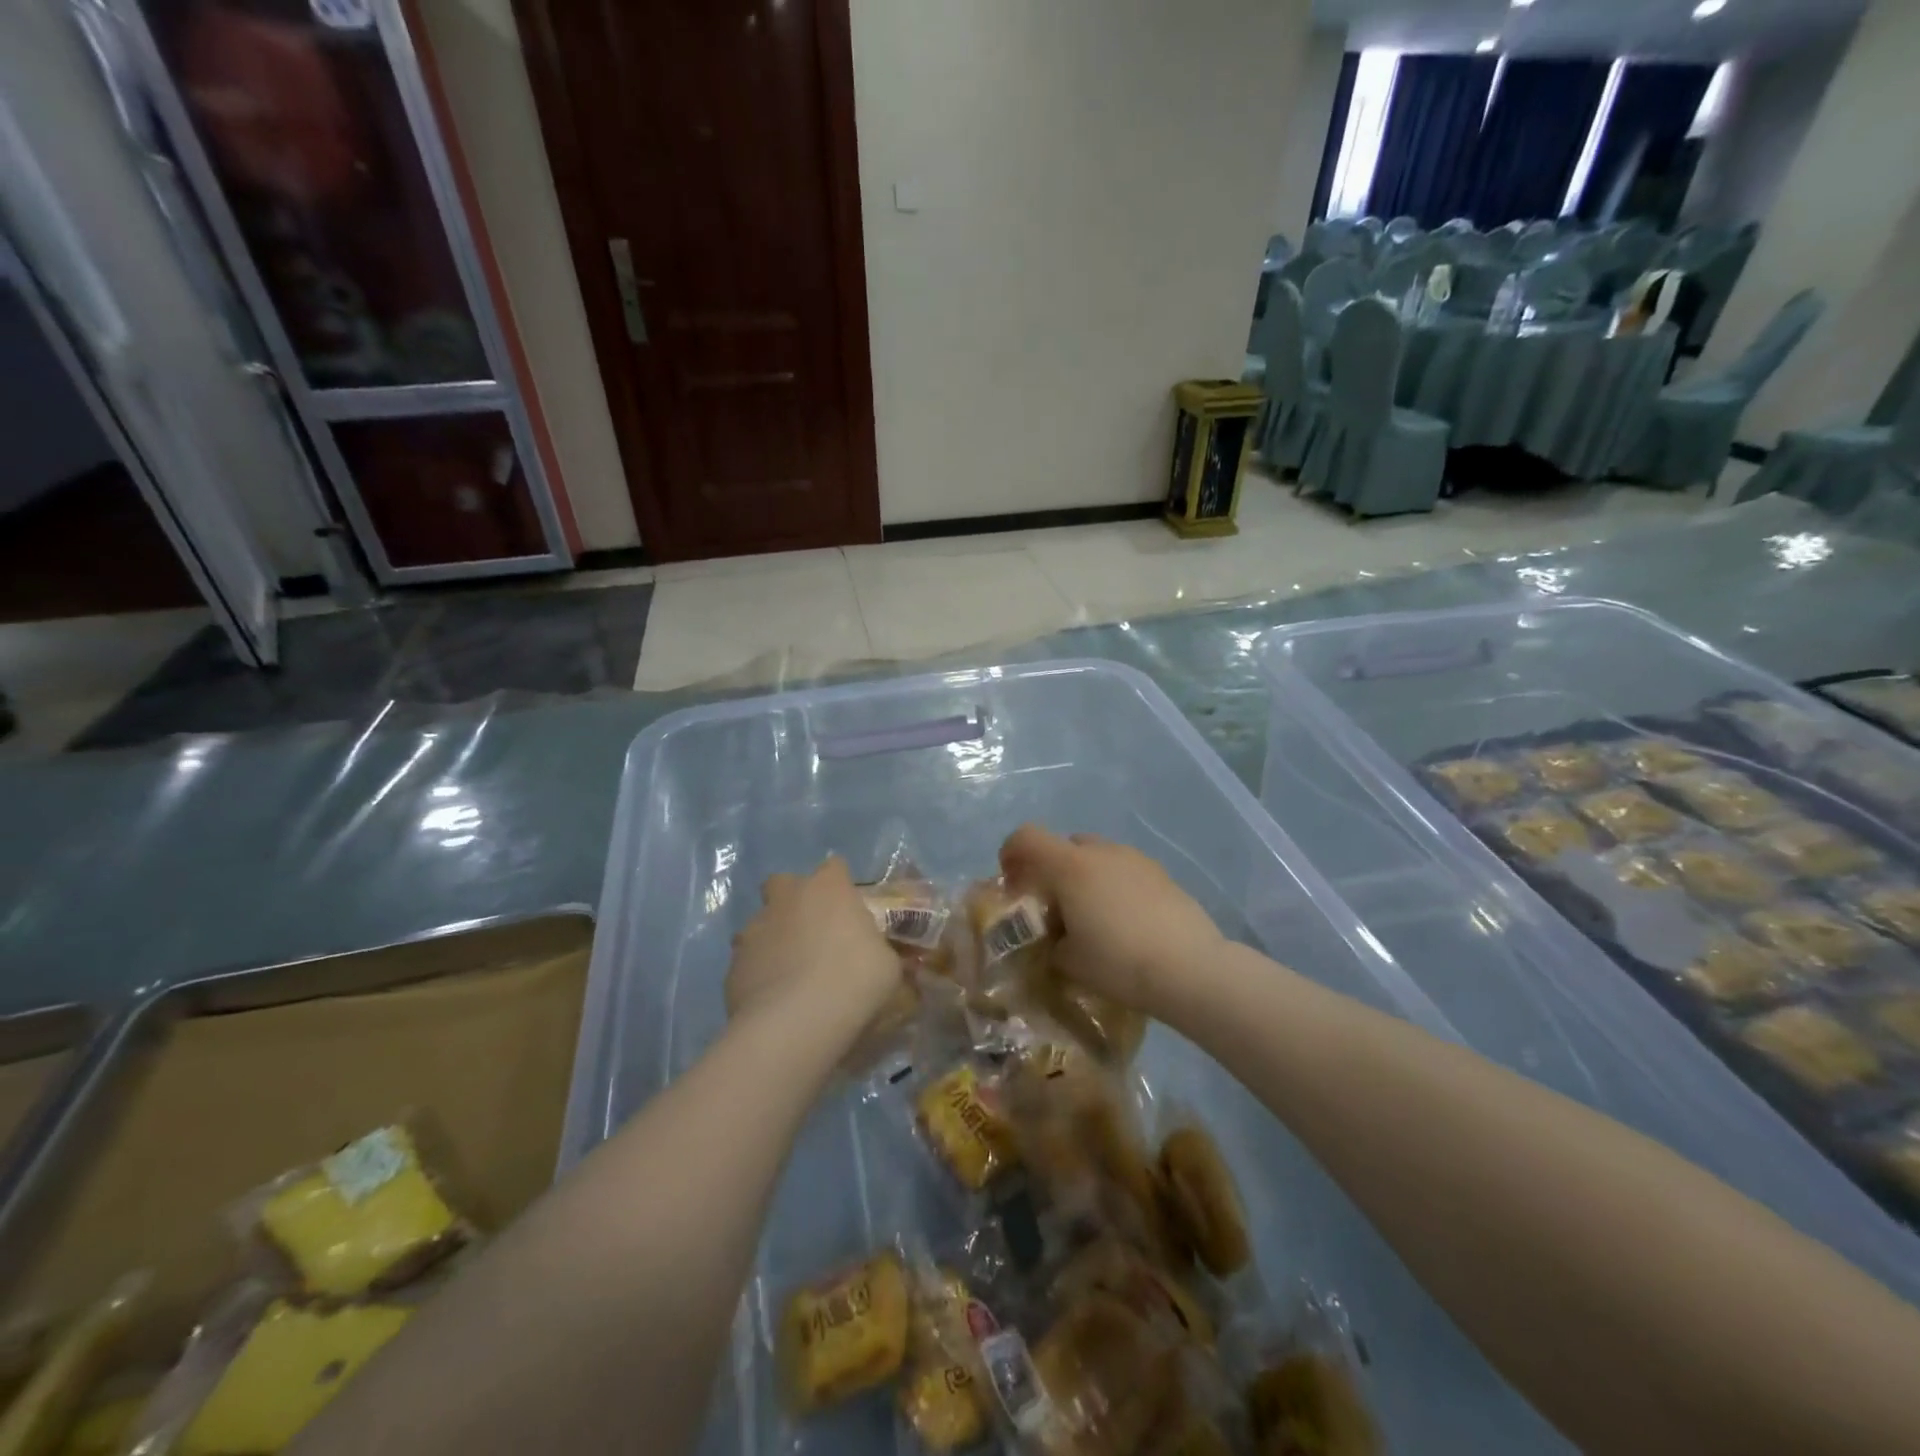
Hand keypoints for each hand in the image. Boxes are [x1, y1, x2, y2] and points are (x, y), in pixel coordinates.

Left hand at [726, 857, 903, 1035]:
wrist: (796, 1024)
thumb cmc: (855, 981)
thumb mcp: (888, 966)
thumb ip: (878, 952)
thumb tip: (877, 957)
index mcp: (829, 888)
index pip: (835, 868)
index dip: (841, 887)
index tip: (849, 913)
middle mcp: (787, 898)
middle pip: (784, 883)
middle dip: (793, 901)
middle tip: (812, 934)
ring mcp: (754, 929)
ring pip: (760, 924)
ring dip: (773, 940)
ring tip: (791, 975)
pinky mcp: (732, 965)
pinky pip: (749, 962)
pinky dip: (759, 974)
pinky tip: (773, 1002)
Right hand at [999, 826, 1225, 1018]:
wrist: (1190, 968)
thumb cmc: (1119, 962)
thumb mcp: (1069, 961)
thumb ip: (1050, 943)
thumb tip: (1054, 938)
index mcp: (1070, 866)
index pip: (1026, 837)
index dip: (1010, 853)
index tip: (1012, 882)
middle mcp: (1101, 852)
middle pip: (1064, 845)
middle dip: (1052, 869)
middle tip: (1054, 906)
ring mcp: (1135, 859)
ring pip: (1097, 856)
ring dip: (1085, 877)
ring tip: (1093, 916)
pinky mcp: (1162, 874)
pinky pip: (1124, 870)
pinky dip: (1114, 886)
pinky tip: (1125, 922)